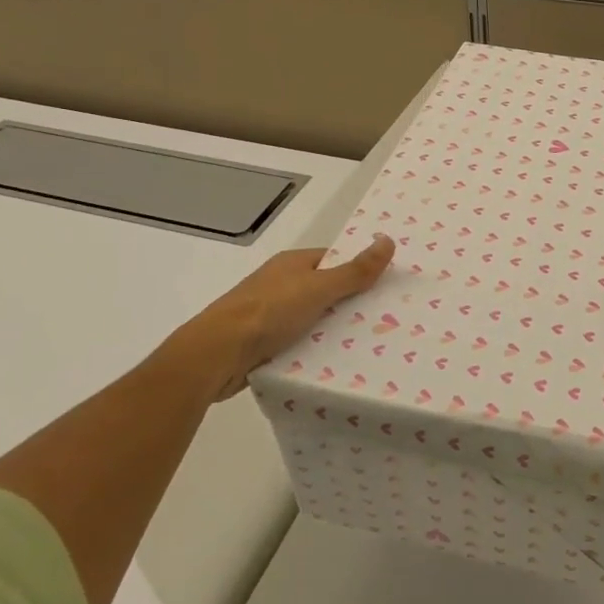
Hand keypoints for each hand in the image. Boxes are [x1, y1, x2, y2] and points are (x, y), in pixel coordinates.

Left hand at [161, 235, 395, 400]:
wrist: (215, 355)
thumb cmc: (268, 312)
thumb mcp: (319, 288)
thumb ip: (354, 271)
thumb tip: (388, 240)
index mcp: (292, 264)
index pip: (333, 260)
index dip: (358, 270)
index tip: (385, 286)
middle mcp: (280, 284)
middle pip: (325, 290)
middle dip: (349, 304)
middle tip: (384, 319)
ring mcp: (268, 315)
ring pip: (311, 319)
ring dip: (331, 331)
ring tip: (367, 345)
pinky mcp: (262, 344)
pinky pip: (297, 343)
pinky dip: (313, 351)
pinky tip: (333, 364)